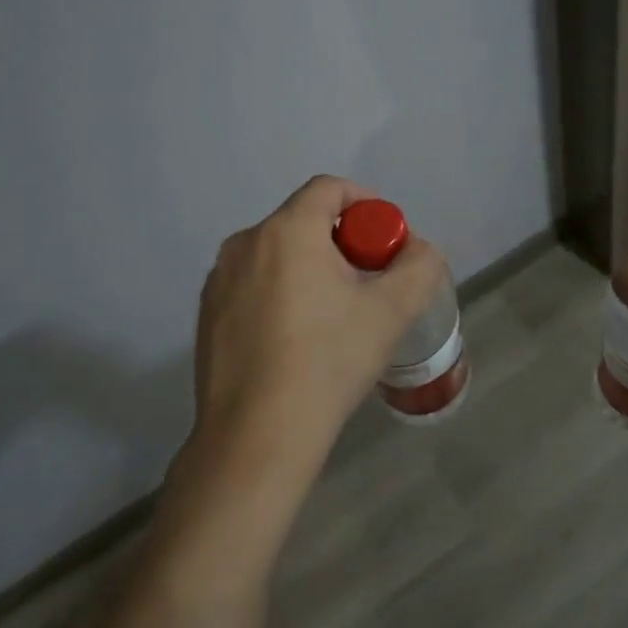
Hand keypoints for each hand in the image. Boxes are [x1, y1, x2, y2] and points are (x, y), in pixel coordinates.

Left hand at [188, 175, 447, 476]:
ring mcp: (218, 281)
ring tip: (335, 317)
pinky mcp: (206, 315)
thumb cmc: (328, 362)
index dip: (367, 204)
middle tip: (369, 285)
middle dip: (344, 243)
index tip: (386, 244)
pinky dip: (282, 293)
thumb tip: (416, 250)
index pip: (330, 188)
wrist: (257, 439)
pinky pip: (254, 283)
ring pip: (279, 254)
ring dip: (312, 268)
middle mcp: (245, 244)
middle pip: (305, 221)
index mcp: (286, 231)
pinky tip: (298, 341)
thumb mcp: (392, 311)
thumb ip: (420, 265)